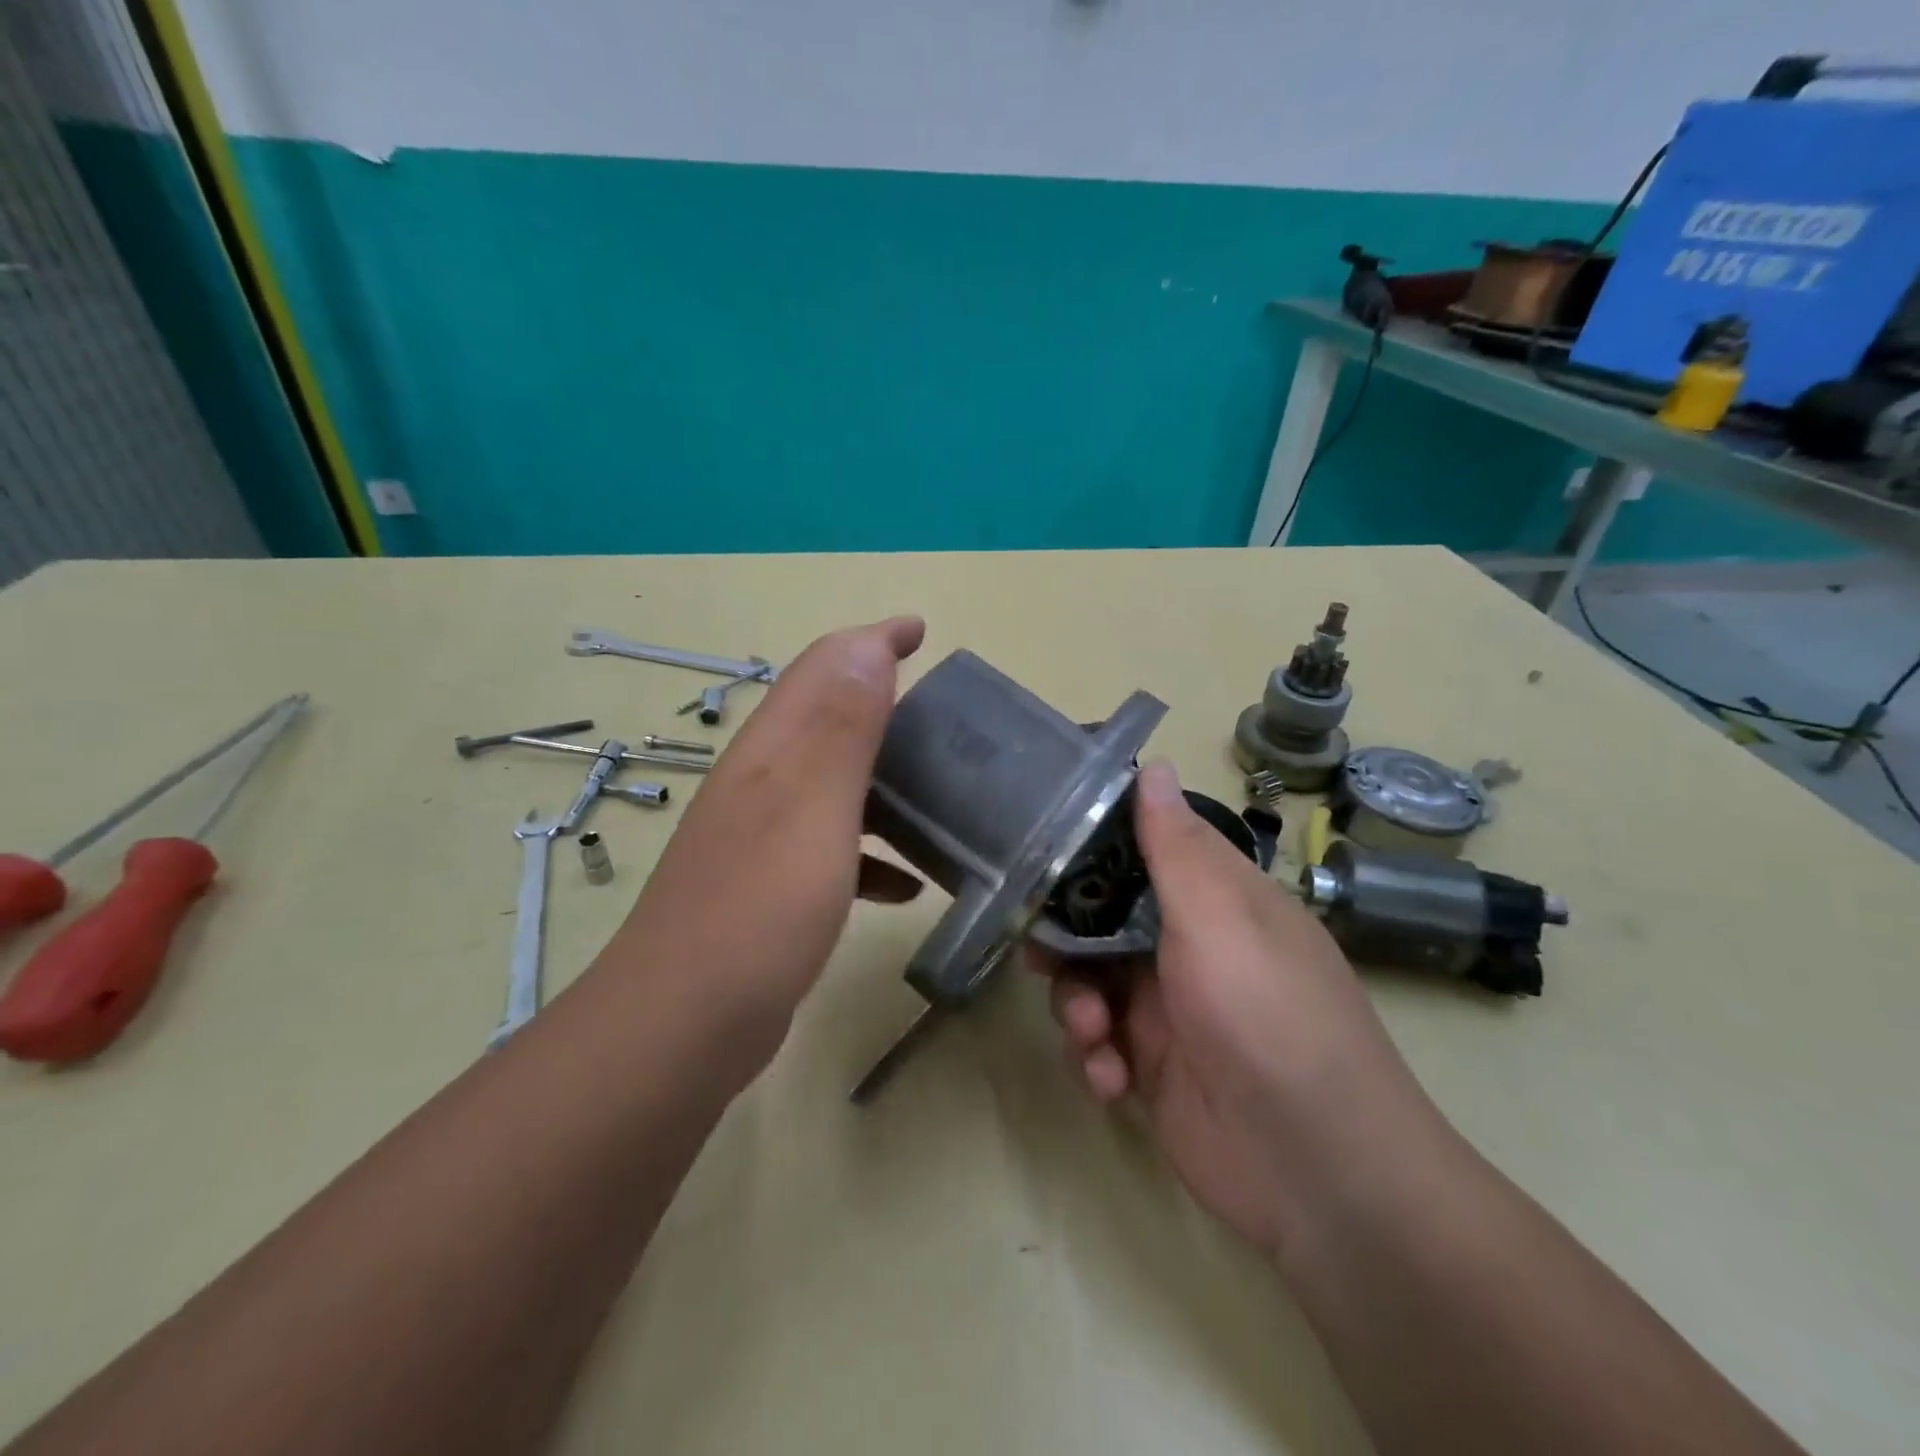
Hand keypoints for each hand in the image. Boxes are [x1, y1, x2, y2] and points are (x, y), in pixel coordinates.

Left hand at [599, 617, 926, 1054]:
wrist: (683, 1026)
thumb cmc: (758, 910)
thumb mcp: (810, 810)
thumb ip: (840, 728)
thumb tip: (867, 646)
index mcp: (772, 752)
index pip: (823, 669)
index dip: (871, 641)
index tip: (919, 630)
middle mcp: (763, 782)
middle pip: (827, 719)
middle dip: (883, 701)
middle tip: (944, 715)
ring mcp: (763, 836)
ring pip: (834, 783)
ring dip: (884, 778)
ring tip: (941, 793)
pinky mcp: (772, 887)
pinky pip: (834, 848)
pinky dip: (874, 852)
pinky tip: (906, 884)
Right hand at [1037, 760, 1436, 1255]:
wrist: (1318, 1173)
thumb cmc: (1266, 1017)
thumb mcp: (1219, 919)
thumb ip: (1174, 846)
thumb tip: (1153, 763)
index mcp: (1213, 900)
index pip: (1142, 849)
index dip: (1090, 846)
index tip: (1040, 847)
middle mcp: (1188, 946)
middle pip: (1101, 919)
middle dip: (1066, 938)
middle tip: (1040, 953)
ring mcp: (1168, 1009)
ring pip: (1090, 982)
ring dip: (1077, 1004)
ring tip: (1093, 1034)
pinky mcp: (1152, 1068)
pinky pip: (1098, 1044)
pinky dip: (1094, 1058)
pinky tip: (1111, 1081)